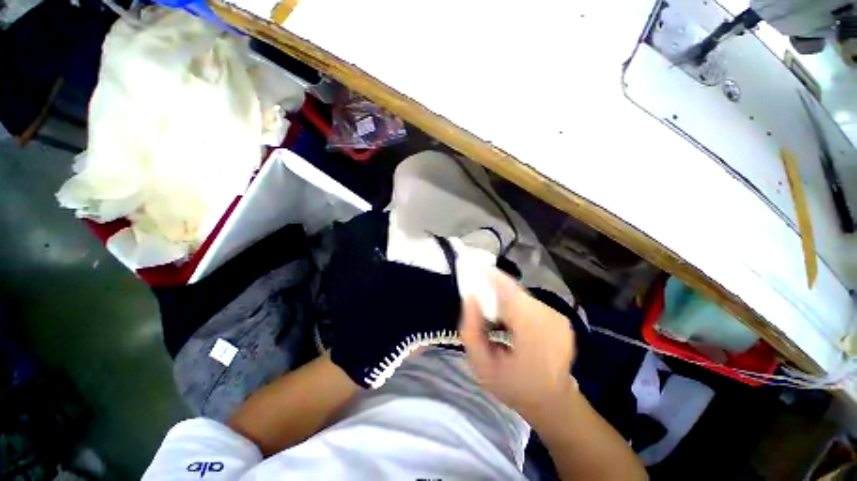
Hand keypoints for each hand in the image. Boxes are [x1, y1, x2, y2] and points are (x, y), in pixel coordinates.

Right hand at [459, 267, 576, 422]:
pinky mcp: (560, 317)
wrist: (552, 403)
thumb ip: (470, 329)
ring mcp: (558, 316)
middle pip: (513, 289)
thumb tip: (469, 296)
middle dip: (492, 283)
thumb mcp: (481, 364)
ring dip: (502, 293)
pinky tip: (505, 313)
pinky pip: (529, 301)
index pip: (507, 290)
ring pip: (521, 293)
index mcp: (532, 331)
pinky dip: (513, 301)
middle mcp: (549, 317)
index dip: (488, 275)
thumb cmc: (513, 387)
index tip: (470, 263)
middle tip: (473, 282)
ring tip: (487, 300)